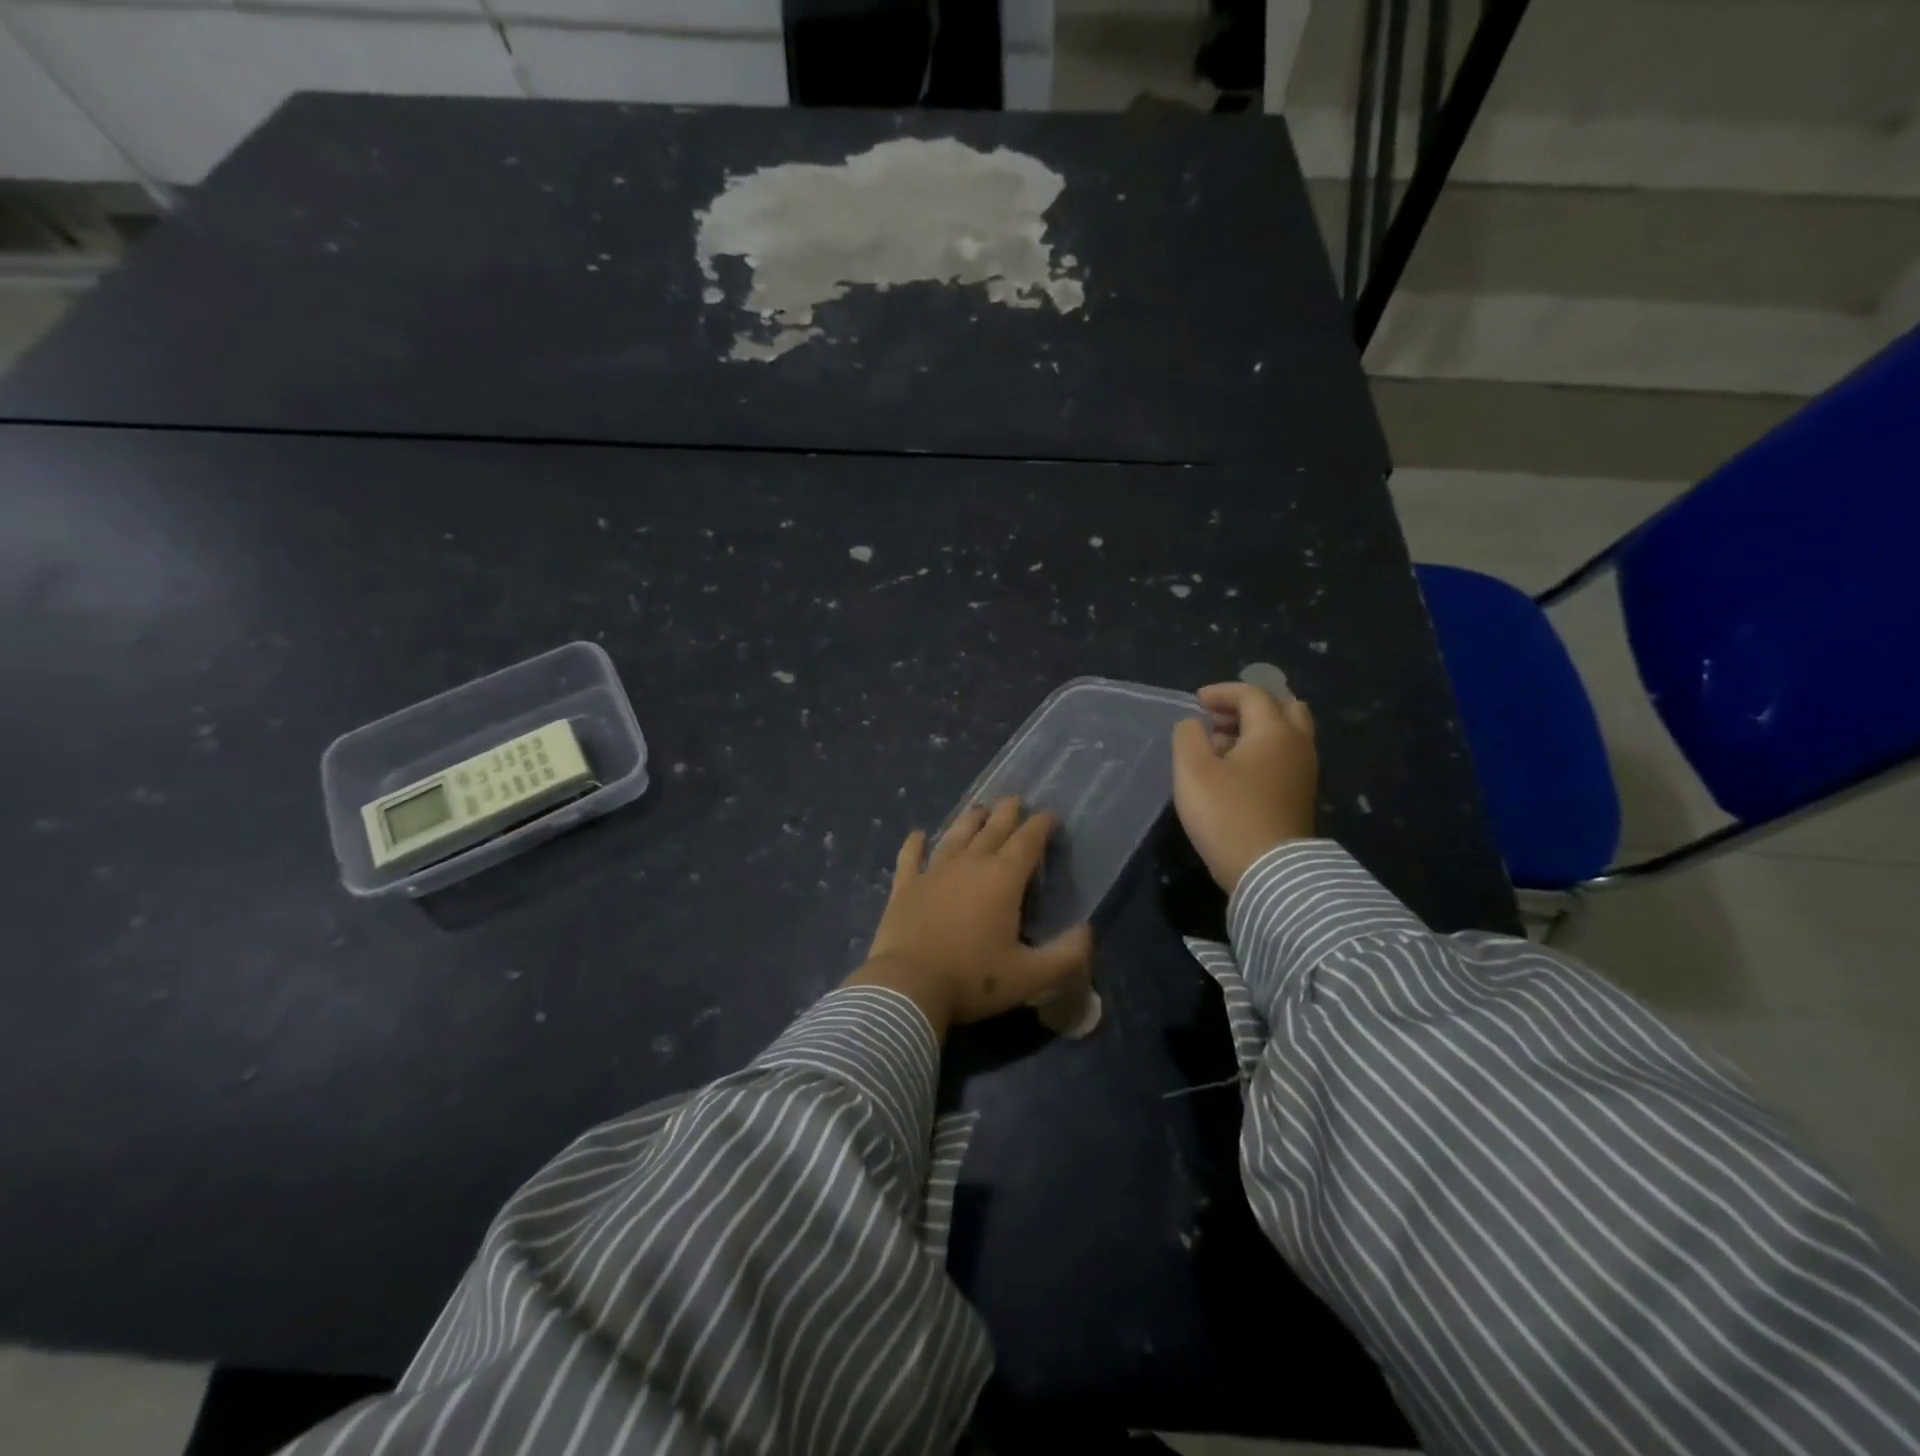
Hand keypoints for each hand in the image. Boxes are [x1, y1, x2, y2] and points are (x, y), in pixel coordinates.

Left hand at [847, 796, 1093, 1038]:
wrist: (908, 986)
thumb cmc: (973, 979)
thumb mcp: (1031, 976)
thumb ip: (1066, 955)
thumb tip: (1087, 931)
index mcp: (1002, 879)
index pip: (1027, 842)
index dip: (1041, 826)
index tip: (1050, 815)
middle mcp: (969, 865)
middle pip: (992, 831)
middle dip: (1007, 813)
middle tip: (1015, 799)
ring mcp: (933, 872)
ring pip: (955, 836)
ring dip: (969, 821)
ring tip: (979, 807)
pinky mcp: (905, 887)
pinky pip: (910, 858)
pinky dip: (914, 844)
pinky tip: (917, 834)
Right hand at [1171, 683, 1318, 893]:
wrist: (1269, 872)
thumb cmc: (1227, 814)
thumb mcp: (1192, 770)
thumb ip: (1188, 737)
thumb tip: (1194, 724)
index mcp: (1274, 731)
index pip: (1252, 695)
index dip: (1222, 692)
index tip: (1196, 701)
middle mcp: (1297, 745)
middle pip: (1283, 709)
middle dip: (1249, 707)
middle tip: (1219, 719)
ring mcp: (1304, 773)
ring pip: (1286, 735)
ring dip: (1255, 731)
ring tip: (1221, 746)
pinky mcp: (1300, 797)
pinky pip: (1285, 758)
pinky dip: (1262, 752)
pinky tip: (1235, 771)